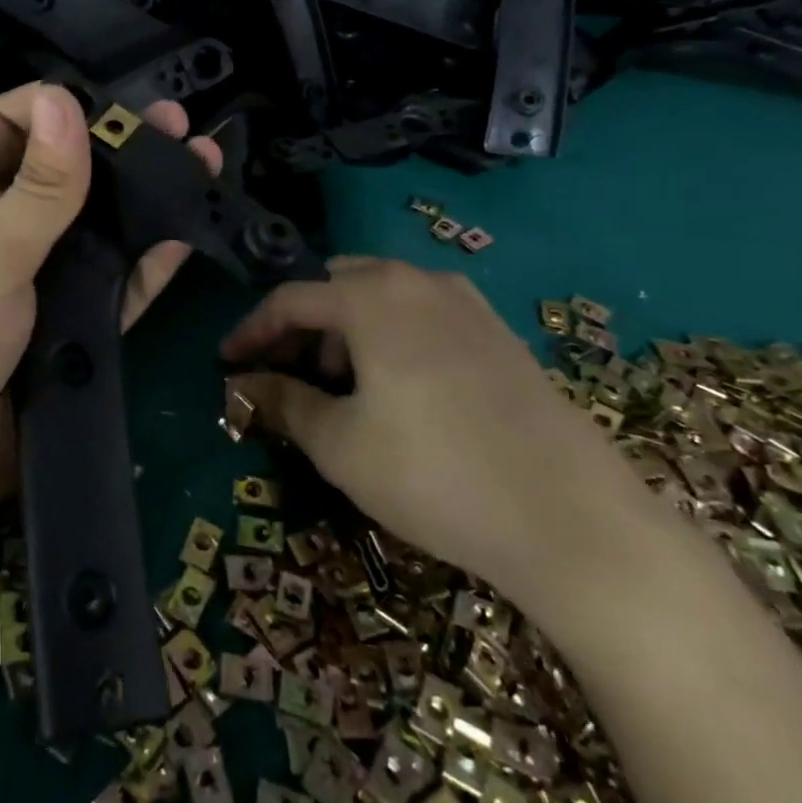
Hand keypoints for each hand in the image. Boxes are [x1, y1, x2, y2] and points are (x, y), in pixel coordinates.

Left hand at [0, 82, 221, 546]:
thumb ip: (36, 191)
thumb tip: (67, 99)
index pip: (5, 127)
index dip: (51, 107)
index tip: (110, 105)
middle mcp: (2, 235)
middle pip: (65, 176)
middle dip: (118, 149)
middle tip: (181, 128)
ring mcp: (37, 289)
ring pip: (98, 233)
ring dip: (144, 203)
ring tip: (203, 168)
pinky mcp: (65, 338)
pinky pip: (113, 293)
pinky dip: (145, 268)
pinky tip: (183, 239)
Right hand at [220, 258, 658, 613]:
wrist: (573, 520)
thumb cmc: (435, 476)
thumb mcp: (340, 445)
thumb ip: (283, 402)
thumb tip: (240, 384)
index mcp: (371, 298)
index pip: (290, 299)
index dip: (252, 330)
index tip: (228, 362)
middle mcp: (416, 282)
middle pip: (337, 286)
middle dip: (303, 325)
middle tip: (287, 373)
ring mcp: (465, 303)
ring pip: (382, 296)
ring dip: (346, 329)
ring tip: (342, 387)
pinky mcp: (498, 332)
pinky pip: (423, 313)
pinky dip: (391, 334)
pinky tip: (398, 387)